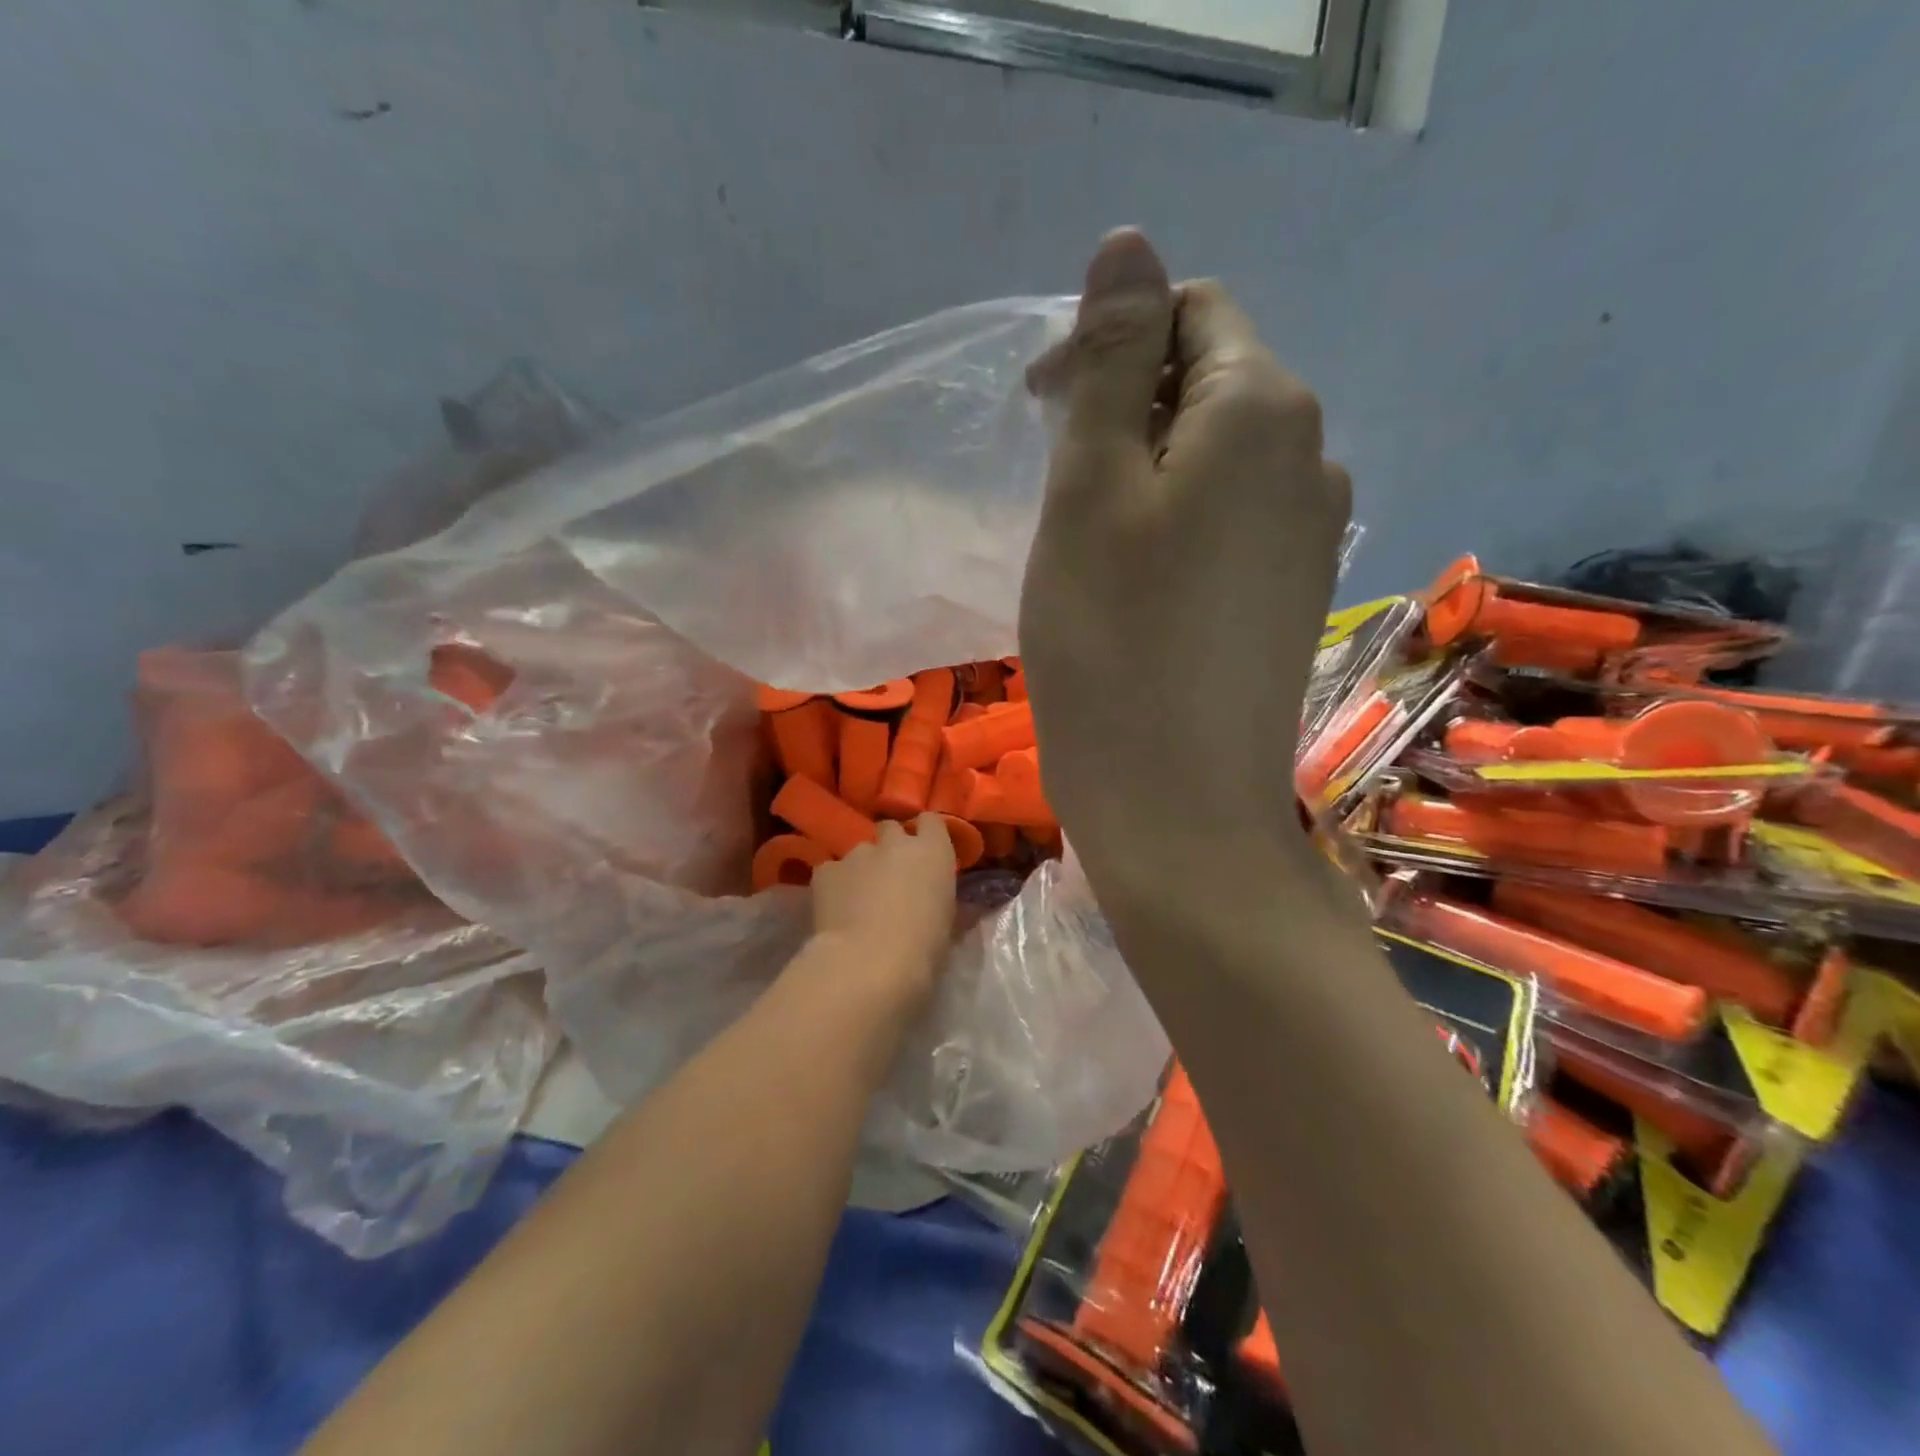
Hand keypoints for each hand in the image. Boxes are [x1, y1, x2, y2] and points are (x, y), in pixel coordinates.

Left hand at [808, 815, 956, 1010]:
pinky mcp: (825, 870)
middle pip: (891, 829)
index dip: (926, 834)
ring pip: (860, 851)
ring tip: (858, 900)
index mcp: (933, 852)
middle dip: (891, 846)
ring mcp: (857, 853)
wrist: (868, 964)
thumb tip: (937, 898)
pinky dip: (834, 884)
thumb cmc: (922, 950)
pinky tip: (835, 909)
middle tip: (891, 876)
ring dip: (862, 868)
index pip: (932, 821)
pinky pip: (831, 870)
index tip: (925, 853)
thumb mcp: (946, 924)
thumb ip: (940, 899)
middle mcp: (895, 843)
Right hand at [1020, 230, 1350, 885]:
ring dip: (1144, 476)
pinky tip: (1138, 591)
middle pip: (1208, 384)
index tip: (1042, 414)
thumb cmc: (1112, 645)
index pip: (1192, 312)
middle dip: (1125, 412)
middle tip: (1058, 495)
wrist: (1177, 806)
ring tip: (1090, 549)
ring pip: (1215, 460)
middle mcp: (1310, 457)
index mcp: (1265, 410)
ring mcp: (1311, 534)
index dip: (1109, 344)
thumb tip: (1128, 245)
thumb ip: (1109, 361)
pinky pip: (1229, 524)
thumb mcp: (1089, 490)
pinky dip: (1174, 529)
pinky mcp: (1291, 596)